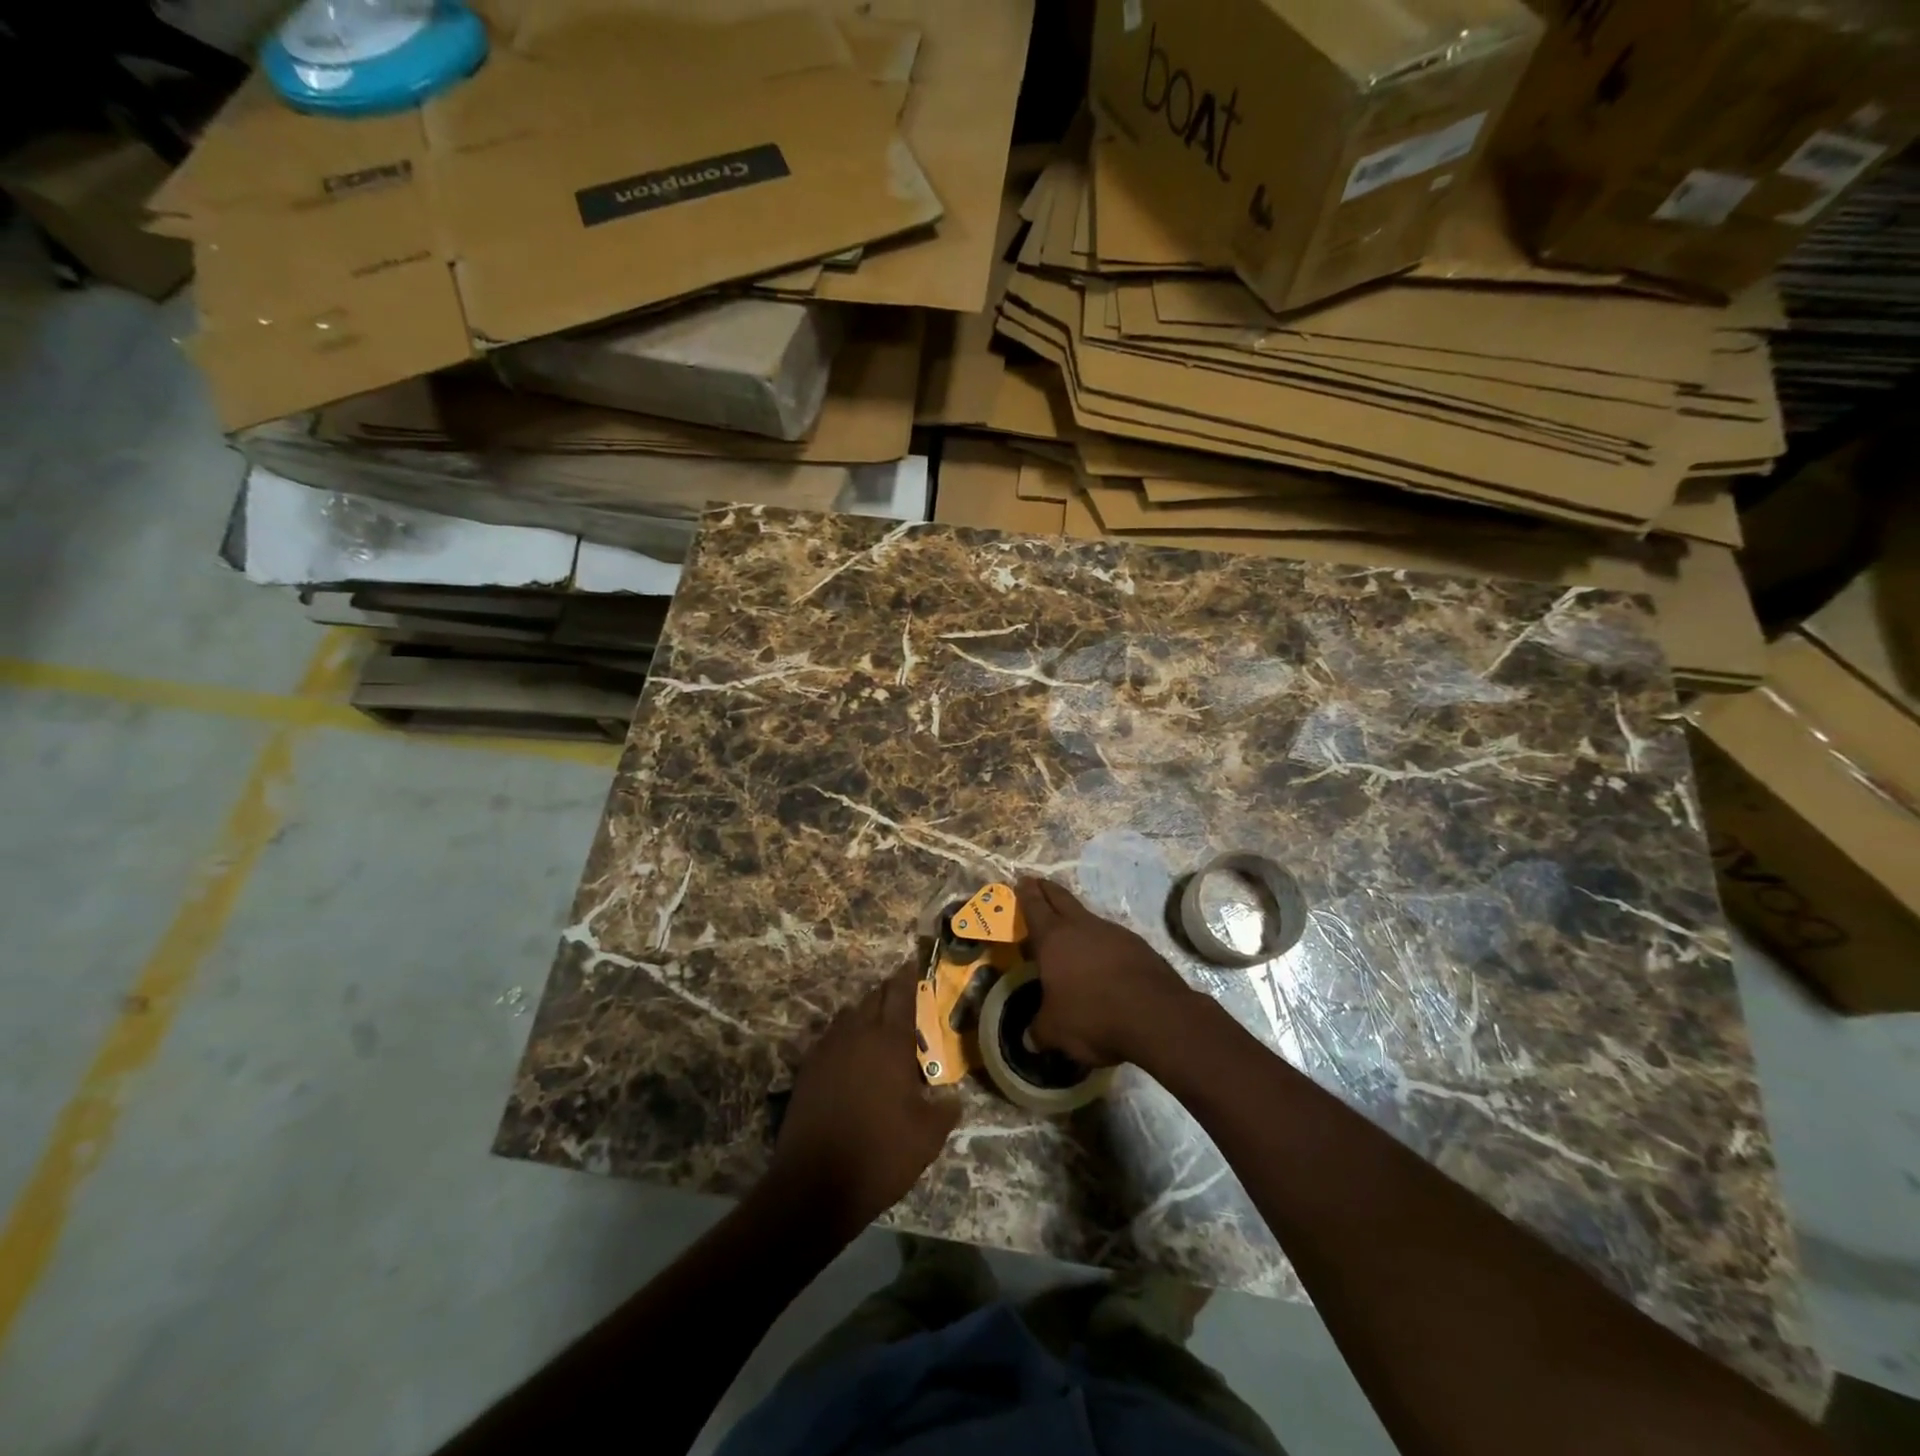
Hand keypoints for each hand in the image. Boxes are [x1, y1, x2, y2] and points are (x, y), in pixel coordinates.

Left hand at [767, 962, 959, 1236]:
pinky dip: (845, 1037)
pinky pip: (830, 1038)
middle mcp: (856, 1034)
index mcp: (889, 1041)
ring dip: (865, 1014)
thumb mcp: (928, 1137)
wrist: (814, 1185)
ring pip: (849, 1015)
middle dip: (889, 993)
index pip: (900, 993)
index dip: (909, 976)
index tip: (915, 962)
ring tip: (879, 1028)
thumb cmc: (880, 1155)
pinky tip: (852, 1058)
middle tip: (904, 998)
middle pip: (873, 998)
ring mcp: (827, 1049)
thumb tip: (951, 1096)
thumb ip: (944, 1109)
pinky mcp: (807, 1069)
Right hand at [1016, 878, 1197, 1068]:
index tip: (1022, 880)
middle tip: (1038, 882)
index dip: (1026, 894)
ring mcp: (1114, 933)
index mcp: (1054, 939)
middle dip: (1048, 890)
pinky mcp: (1139, 946)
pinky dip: (1103, 943)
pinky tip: (1104, 960)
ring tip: (1071, 928)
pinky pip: (1112, 938)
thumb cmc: (1092, 1016)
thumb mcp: (1056, 1031)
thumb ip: (1039, 1031)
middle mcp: (1082, 927)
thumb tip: (1029, 1039)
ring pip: (1089, 917)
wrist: (1155, 1015)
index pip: (1035, 907)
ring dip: (1077, 918)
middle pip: (1061, 899)